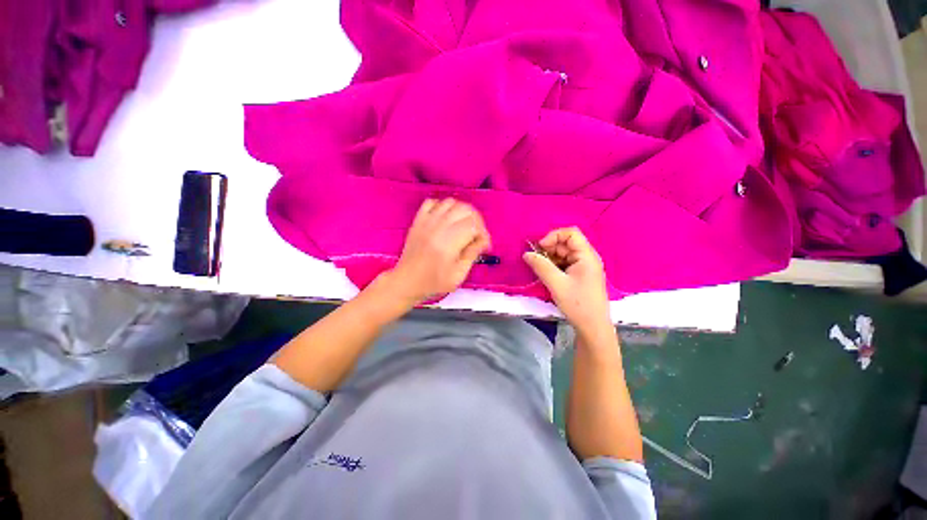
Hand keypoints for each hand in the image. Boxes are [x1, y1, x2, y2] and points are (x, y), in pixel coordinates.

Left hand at [387, 198, 490, 304]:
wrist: (407, 281)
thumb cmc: (433, 282)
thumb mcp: (458, 275)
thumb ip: (472, 255)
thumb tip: (483, 241)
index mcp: (447, 243)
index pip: (473, 225)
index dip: (483, 233)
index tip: (484, 245)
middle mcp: (437, 228)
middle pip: (465, 209)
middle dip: (477, 221)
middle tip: (477, 235)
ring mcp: (426, 222)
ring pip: (451, 202)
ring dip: (462, 212)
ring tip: (464, 226)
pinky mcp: (418, 220)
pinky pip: (433, 202)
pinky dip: (443, 206)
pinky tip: (447, 219)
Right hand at [523, 227, 612, 341]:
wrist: (592, 327)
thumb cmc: (578, 304)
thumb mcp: (556, 284)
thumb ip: (541, 266)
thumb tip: (526, 254)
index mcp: (587, 256)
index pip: (571, 233)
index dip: (554, 236)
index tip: (540, 248)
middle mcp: (587, 258)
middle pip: (566, 243)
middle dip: (549, 249)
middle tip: (535, 260)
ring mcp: (584, 267)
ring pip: (563, 254)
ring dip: (550, 258)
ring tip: (540, 270)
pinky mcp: (579, 275)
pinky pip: (564, 264)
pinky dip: (553, 266)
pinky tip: (547, 275)